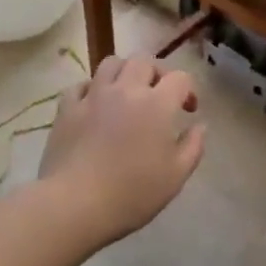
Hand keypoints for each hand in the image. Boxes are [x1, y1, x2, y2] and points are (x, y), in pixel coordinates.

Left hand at [40, 56, 204, 246]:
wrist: (75, 203)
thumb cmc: (132, 193)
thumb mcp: (175, 176)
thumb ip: (193, 146)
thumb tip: (199, 126)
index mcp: (157, 104)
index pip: (180, 78)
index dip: (188, 90)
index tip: (188, 111)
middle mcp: (125, 90)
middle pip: (144, 61)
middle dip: (156, 73)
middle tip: (158, 97)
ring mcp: (93, 96)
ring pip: (111, 63)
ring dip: (124, 72)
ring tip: (126, 94)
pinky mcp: (67, 108)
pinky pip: (81, 85)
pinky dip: (92, 89)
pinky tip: (95, 106)